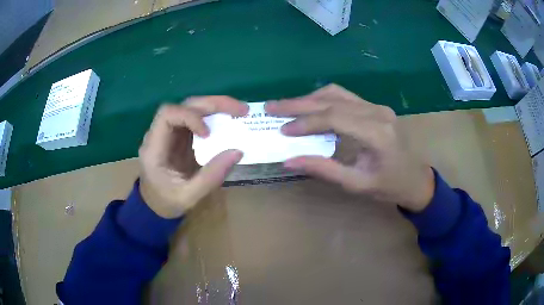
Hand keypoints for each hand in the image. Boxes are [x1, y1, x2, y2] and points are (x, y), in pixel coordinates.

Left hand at [138, 96, 248, 217]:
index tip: (208, 134)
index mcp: (154, 148)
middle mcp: (160, 134)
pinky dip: (214, 117)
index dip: (190, 116)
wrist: (155, 206)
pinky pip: (197, 119)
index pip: (167, 114)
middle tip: (240, 109)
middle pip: (183, 105)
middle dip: (212, 104)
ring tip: (239, 111)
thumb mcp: (188, 197)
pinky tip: (229, 120)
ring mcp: (170, 134)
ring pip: (191, 108)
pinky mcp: (180, 137)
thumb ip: (211, 177)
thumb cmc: (166, 203)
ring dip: (216, 107)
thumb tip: (238, 152)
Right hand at [265, 85, 434, 211]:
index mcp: (376, 133)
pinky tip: (310, 107)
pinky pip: (345, 97)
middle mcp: (377, 112)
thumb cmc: (390, 186)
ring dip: (309, 98)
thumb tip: (289, 160)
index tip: (282, 129)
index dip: (305, 122)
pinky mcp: (376, 108)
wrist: (416, 179)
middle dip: (298, 103)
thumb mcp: (357, 184)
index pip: (334, 118)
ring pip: (337, 93)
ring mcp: (378, 107)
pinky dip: (323, 100)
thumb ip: (324, 169)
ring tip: (287, 106)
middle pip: (332, 100)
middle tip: (272, 107)